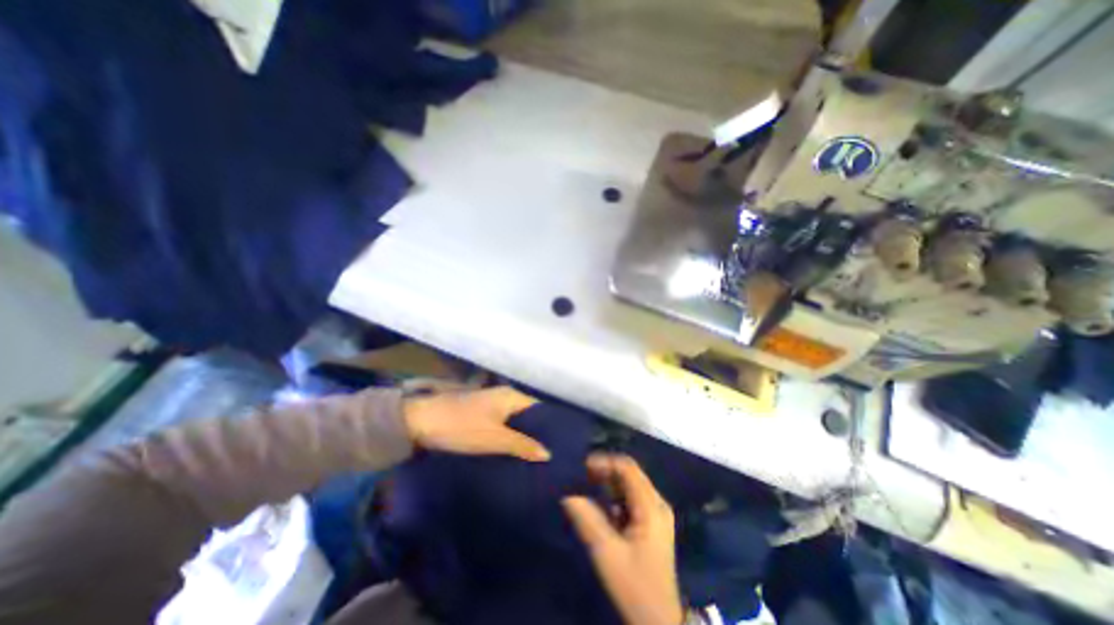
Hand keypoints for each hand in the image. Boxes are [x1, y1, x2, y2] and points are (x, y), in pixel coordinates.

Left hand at [406, 385, 551, 463]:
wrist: (420, 421)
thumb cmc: (461, 427)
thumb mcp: (494, 438)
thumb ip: (522, 445)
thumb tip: (548, 453)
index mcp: (510, 396)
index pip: (538, 408)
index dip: (549, 425)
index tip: (560, 443)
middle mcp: (503, 396)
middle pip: (527, 414)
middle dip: (537, 432)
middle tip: (550, 453)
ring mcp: (490, 404)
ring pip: (514, 420)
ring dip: (522, 435)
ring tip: (536, 456)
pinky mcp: (479, 413)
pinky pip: (502, 423)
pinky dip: (509, 435)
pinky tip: (514, 451)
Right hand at [562, 455, 683, 624]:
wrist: (659, 623)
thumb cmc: (634, 587)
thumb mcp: (607, 553)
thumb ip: (587, 519)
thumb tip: (567, 494)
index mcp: (651, 506)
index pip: (627, 468)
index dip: (604, 462)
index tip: (581, 467)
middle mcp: (657, 502)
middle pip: (630, 473)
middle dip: (605, 471)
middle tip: (581, 476)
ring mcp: (656, 512)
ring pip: (630, 484)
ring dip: (608, 482)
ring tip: (586, 486)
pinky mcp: (652, 522)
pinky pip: (631, 497)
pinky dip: (614, 496)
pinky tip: (600, 505)